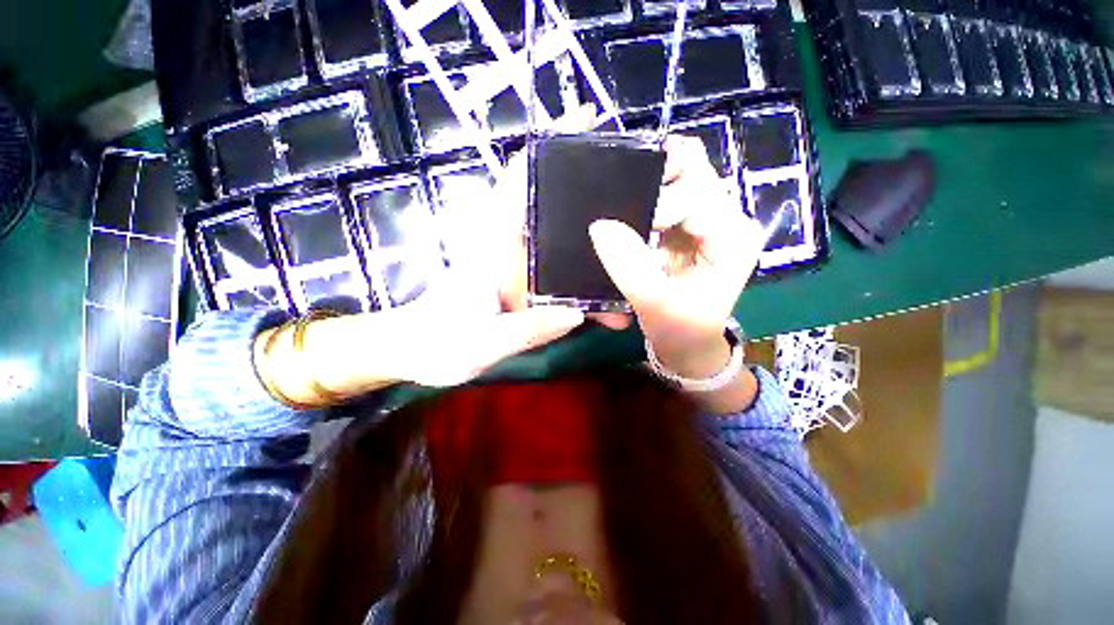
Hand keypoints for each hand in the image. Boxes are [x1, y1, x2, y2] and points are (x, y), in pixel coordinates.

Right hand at [589, 135, 764, 377]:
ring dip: (649, 182)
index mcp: (732, 236)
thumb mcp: (655, 304)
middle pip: (694, 168)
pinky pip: (669, 192)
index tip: (624, 224)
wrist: (690, 343)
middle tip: (619, 194)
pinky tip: (629, 208)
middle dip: (654, 174)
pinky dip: (647, 194)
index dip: (657, 201)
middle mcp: (728, 217)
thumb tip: (599, 226)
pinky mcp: (691, 224)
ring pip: (681, 174)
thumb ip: (629, 266)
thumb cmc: (681, 329)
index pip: (695, 190)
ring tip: (621, 199)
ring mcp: (710, 218)